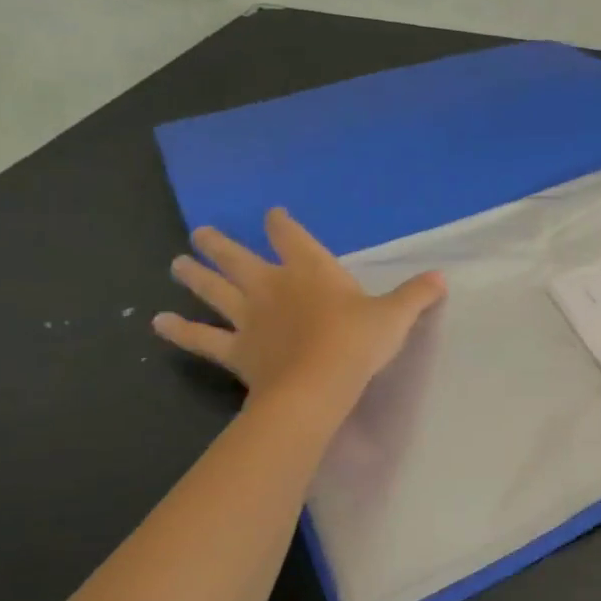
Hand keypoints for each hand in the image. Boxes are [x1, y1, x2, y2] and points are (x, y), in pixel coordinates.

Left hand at [154, 208, 445, 421]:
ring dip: (194, 276)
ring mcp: (249, 318)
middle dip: (220, 245)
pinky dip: (179, 331)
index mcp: (312, 271)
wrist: (317, 385)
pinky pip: (201, 338)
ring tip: (175, 264)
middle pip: (239, 259)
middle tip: (201, 233)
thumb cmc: (358, 342)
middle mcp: (273, 286)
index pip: (291, 237)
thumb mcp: (396, 316)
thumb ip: (416, 295)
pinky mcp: (235, 350)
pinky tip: (158, 323)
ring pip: (215, 291)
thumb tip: (442, 277)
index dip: (281, 225)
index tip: (272, 215)